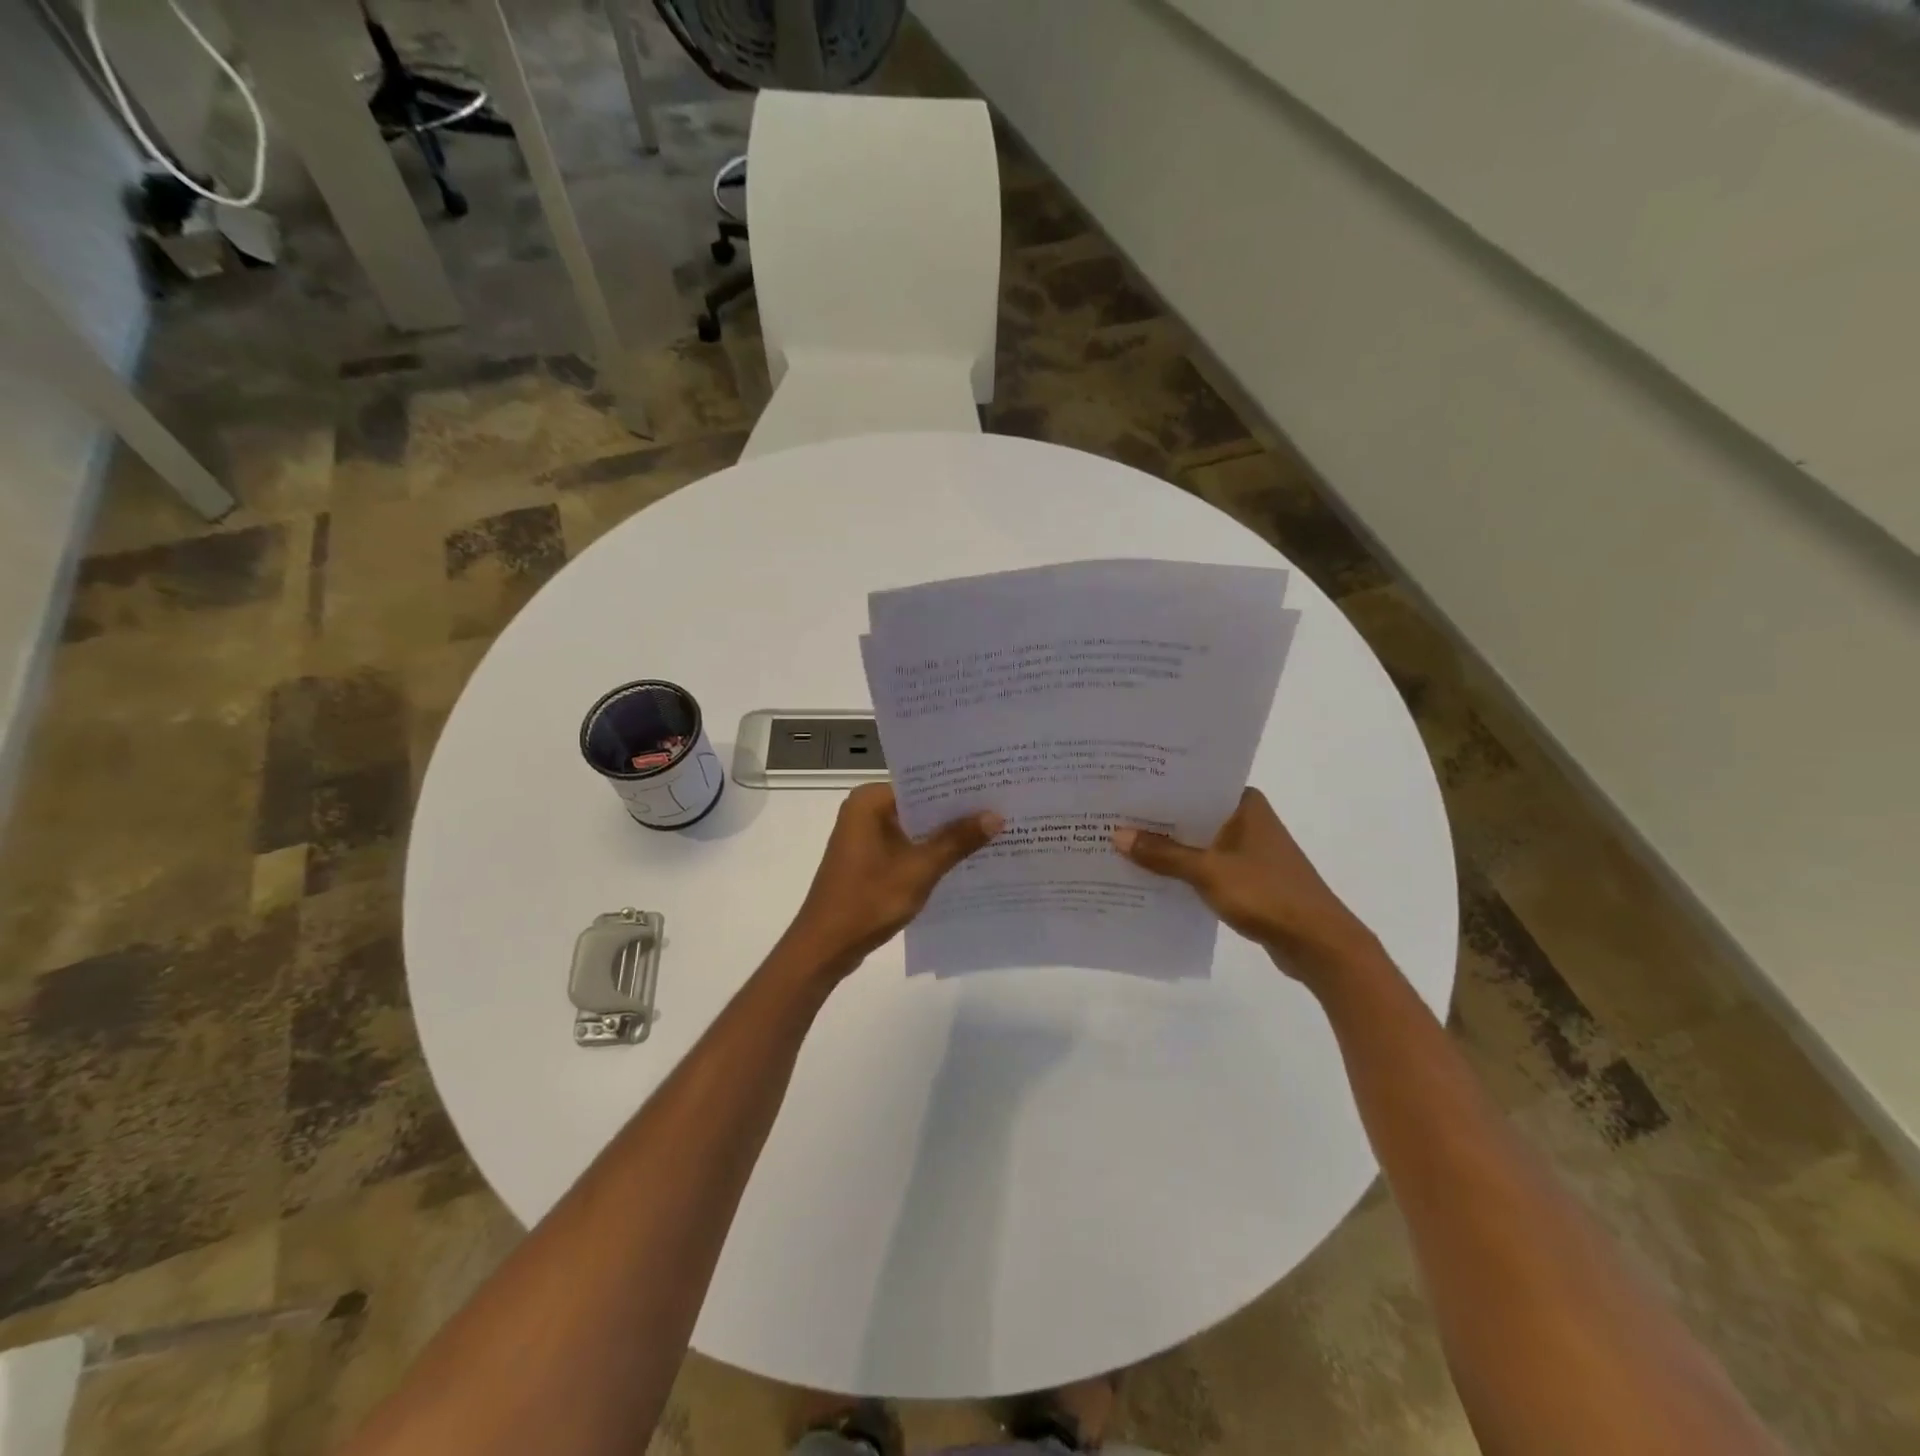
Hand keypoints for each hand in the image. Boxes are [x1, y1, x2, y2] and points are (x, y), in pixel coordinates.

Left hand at [784, 784, 1001, 973]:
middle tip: (1002, 808)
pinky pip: (906, 846)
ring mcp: (865, 836)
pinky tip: (964, 859)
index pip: (922, 783)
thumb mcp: (919, 870)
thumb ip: (957, 840)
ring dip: (945, 834)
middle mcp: (864, 811)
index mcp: (869, 801)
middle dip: (956, 812)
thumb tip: (996, 816)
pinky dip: (929, 852)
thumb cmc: (868, 901)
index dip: (958, 788)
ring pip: (915, 827)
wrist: (825, 947)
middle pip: (919, 805)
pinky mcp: (869, 859)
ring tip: (993, 831)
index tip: (994, 788)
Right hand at [1112, 788, 1376, 982]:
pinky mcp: (1246, 878)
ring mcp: (1248, 850)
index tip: (1120, 786)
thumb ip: (1162, 854)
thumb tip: (1117, 835)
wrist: (1319, 944)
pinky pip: (1204, 865)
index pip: (1193, 783)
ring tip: (1120, 843)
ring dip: (1167, 847)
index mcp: (1244, 804)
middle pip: (1191, 813)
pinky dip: (1181, 869)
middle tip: (1109, 814)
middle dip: (1155, 819)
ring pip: (1197, 841)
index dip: (1157, 786)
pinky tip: (1149, 875)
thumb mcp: (1208, 872)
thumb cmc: (1266, 894)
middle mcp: (1246, 819)